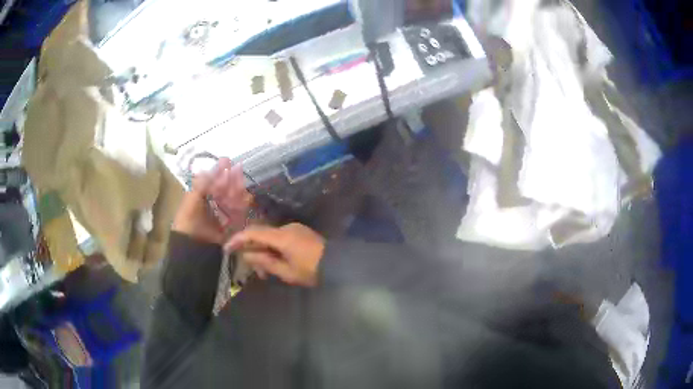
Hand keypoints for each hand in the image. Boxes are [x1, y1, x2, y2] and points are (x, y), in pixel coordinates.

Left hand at [173, 158, 251, 244]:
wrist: (194, 248)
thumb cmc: (188, 223)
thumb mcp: (190, 202)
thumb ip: (199, 186)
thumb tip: (206, 169)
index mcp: (200, 196)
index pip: (211, 181)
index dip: (218, 171)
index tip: (227, 160)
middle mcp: (211, 203)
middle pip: (223, 188)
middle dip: (230, 178)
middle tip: (238, 169)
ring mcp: (221, 214)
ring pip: (231, 198)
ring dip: (237, 190)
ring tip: (242, 181)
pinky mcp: (230, 224)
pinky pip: (237, 212)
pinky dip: (242, 205)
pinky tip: (247, 198)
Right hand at [225, 223, 325, 286]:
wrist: (340, 263)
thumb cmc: (313, 270)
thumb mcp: (288, 272)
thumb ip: (265, 262)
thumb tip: (247, 255)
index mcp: (282, 236)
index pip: (253, 232)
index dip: (238, 239)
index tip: (227, 248)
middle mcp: (286, 227)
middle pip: (261, 235)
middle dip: (253, 251)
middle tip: (254, 271)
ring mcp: (294, 228)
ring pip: (271, 238)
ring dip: (264, 252)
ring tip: (266, 272)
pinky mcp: (300, 232)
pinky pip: (280, 238)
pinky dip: (274, 249)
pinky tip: (276, 263)